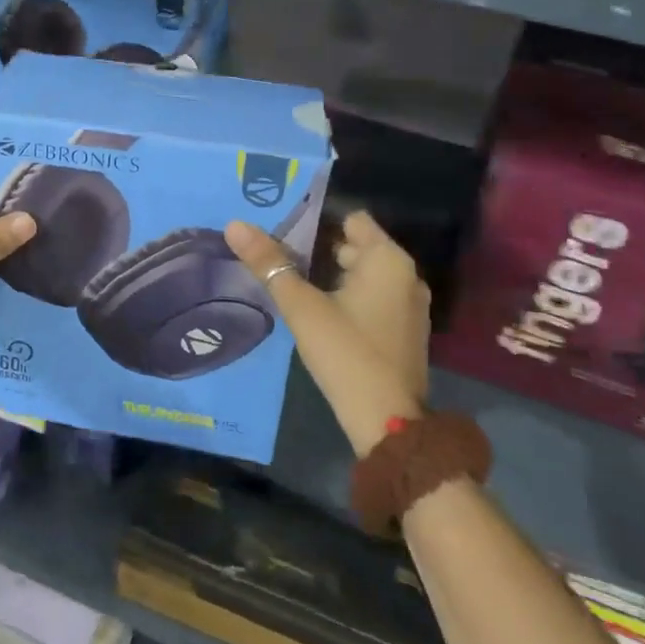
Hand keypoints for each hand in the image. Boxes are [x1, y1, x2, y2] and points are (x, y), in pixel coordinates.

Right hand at [225, 211, 430, 455]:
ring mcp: (409, 305)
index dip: (317, 220)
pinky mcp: (405, 331)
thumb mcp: (301, 306)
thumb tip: (235, 225)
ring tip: (293, 281)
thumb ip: (269, 264)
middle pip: (356, 246)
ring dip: (333, 275)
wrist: (388, 424)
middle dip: (319, 248)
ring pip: (364, 274)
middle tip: (280, 256)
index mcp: (388, 260)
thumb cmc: (346, 353)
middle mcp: (406, 275)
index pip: (351, 219)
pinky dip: (349, 297)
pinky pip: (373, 298)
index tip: (284, 229)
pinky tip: (319, 311)